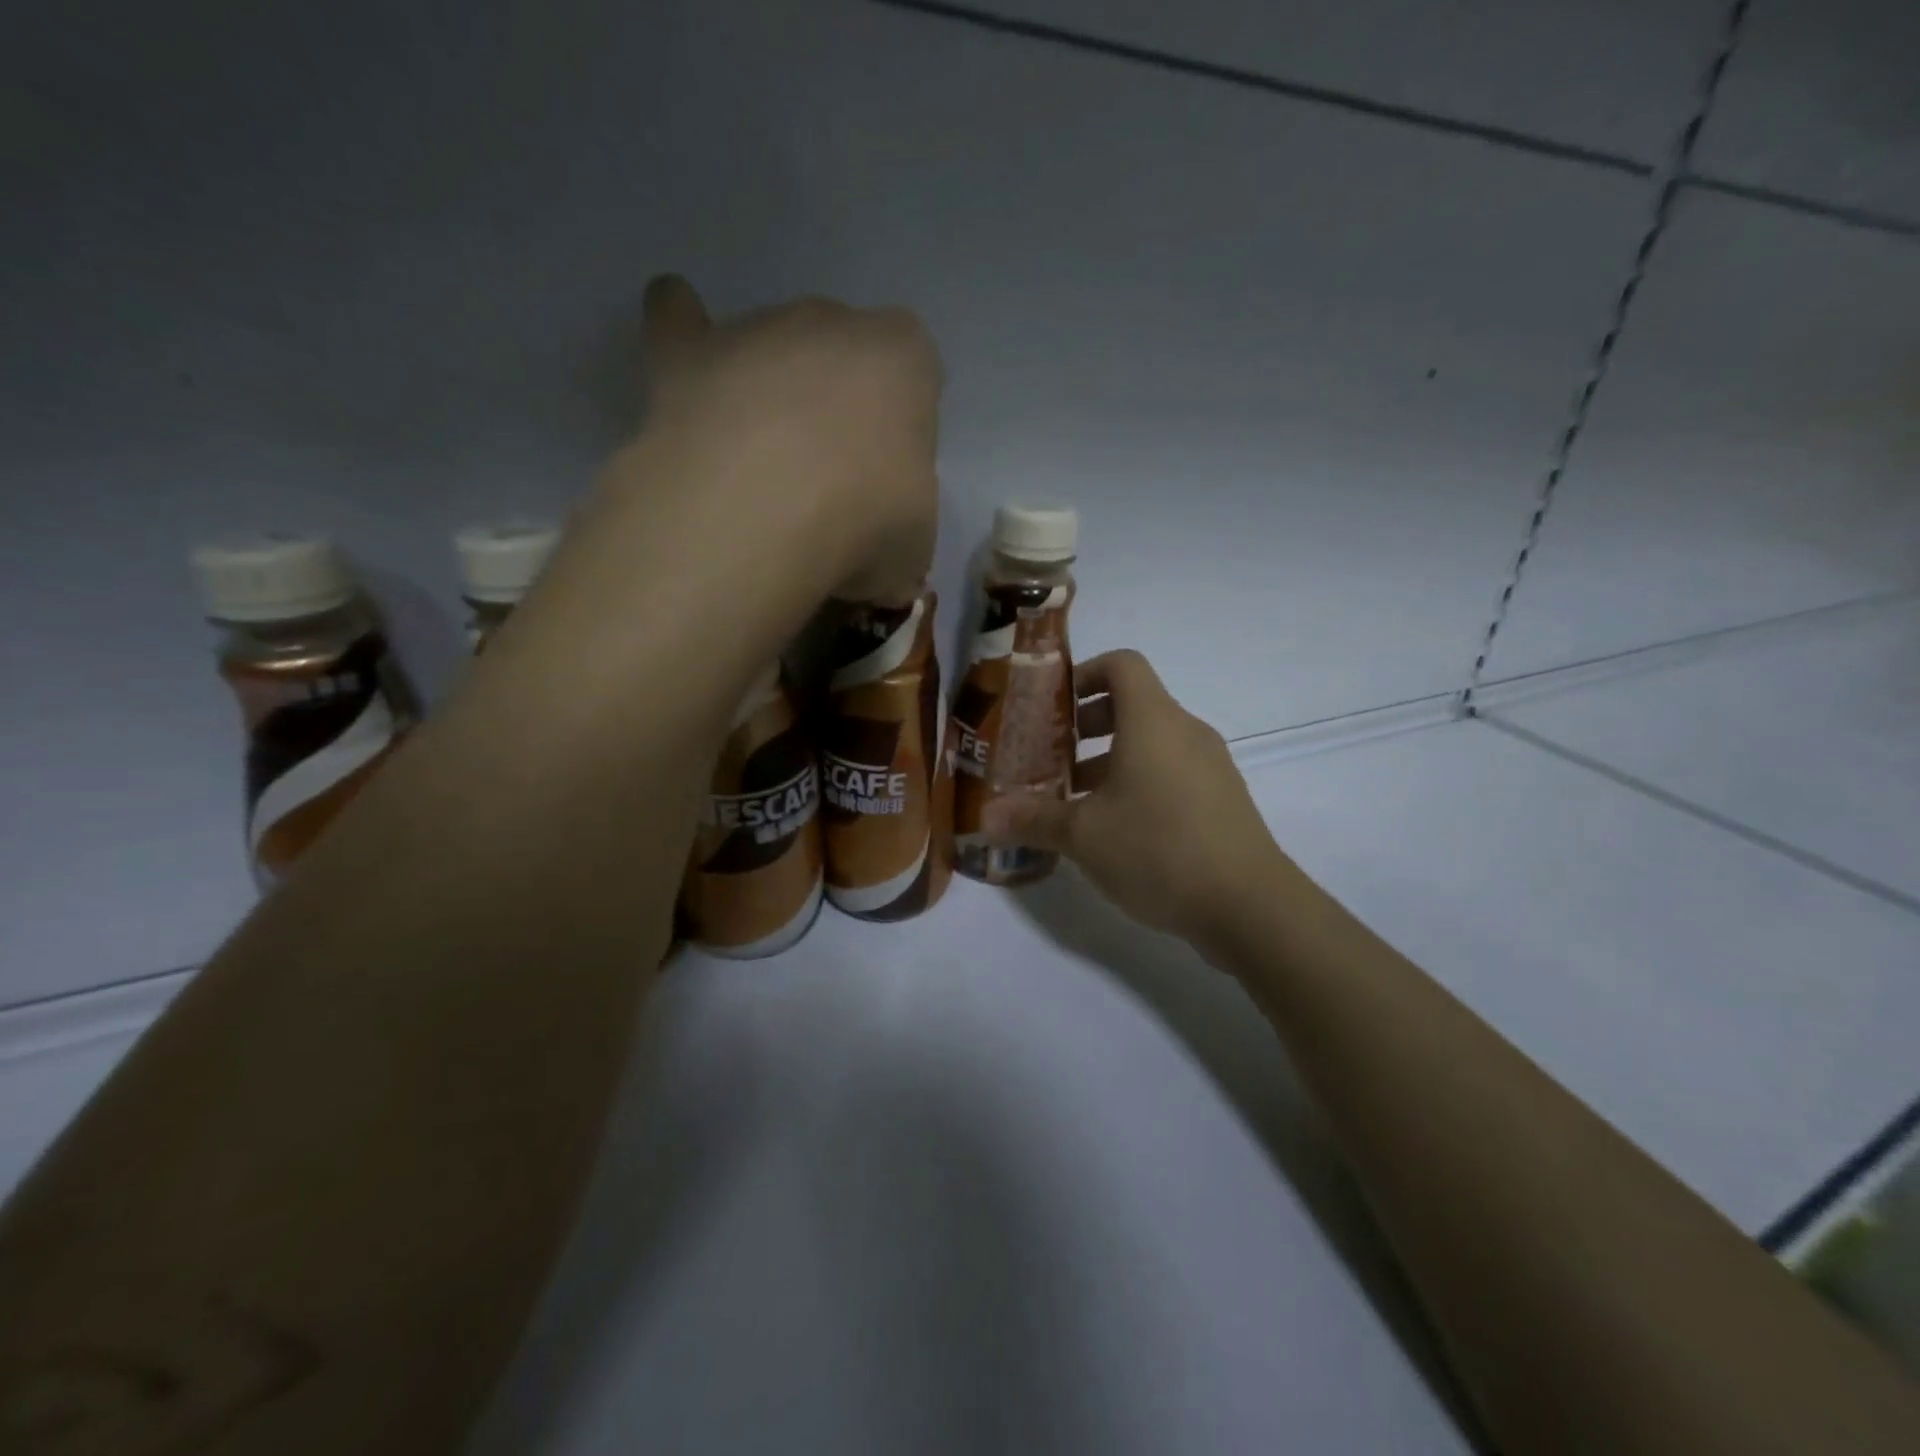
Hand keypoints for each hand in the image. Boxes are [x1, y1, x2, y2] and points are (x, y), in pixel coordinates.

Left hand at [623, 275, 942, 601]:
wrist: (760, 515)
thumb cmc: (863, 524)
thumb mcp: (912, 550)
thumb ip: (901, 532)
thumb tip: (881, 560)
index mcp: (904, 359)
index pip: (915, 378)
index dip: (902, 434)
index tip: (887, 486)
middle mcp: (832, 324)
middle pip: (840, 357)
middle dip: (835, 410)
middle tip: (826, 484)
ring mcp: (754, 329)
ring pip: (770, 348)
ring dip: (771, 394)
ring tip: (758, 469)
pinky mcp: (686, 351)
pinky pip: (678, 316)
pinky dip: (682, 333)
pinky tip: (685, 370)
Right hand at [981, 650, 1294, 946]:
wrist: (1250, 906)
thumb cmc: (1158, 849)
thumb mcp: (1084, 836)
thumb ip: (1033, 819)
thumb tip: (986, 816)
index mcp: (1153, 721)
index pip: (1121, 665)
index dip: (1083, 674)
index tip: (1050, 707)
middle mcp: (1185, 731)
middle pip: (1132, 704)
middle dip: (1085, 726)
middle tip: (1050, 758)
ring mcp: (1210, 766)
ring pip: (1151, 744)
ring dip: (1108, 761)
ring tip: (1074, 801)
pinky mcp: (1221, 800)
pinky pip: (1171, 773)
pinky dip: (1138, 784)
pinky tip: (1114, 831)